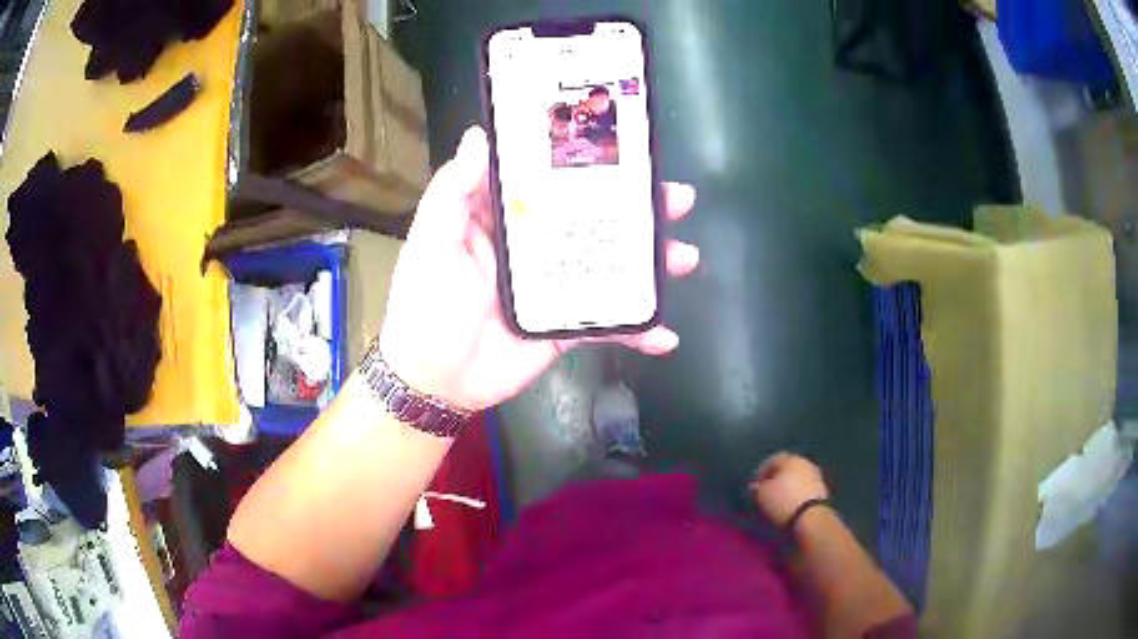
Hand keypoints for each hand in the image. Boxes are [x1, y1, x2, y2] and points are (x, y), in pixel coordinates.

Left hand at [378, 126, 699, 411]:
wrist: (433, 381)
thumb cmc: (424, 305)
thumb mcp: (431, 242)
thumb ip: (452, 191)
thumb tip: (478, 136)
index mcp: (504, 218)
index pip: (551, 179)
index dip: (586, 161)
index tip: (624, 146)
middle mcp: (535, 246)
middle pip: (594, 218)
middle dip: (638, 208)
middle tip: (676, 198)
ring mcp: (555, 286)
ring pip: (610, 265)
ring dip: (651, 262)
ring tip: (684, 256)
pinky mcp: (565, 326)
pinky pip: (608, 322)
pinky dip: (637, 329)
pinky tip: (665, 333)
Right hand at [750, 453, 829, 525]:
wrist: (811, 517)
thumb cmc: (783, 501)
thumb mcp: (761, 495)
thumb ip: (757, 488)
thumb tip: (756, 487)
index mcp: (790, 459)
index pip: (771, 461)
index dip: (760, 474)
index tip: (753, 488)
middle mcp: (805, 462)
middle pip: (786, 469)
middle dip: (775, 481)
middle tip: (765, 494)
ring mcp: (816, 476)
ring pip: (796, 479)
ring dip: (787, 488)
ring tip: (777, 503)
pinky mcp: (822, 491)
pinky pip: (804, 490)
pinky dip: (796, 496)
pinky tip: (789, 506)